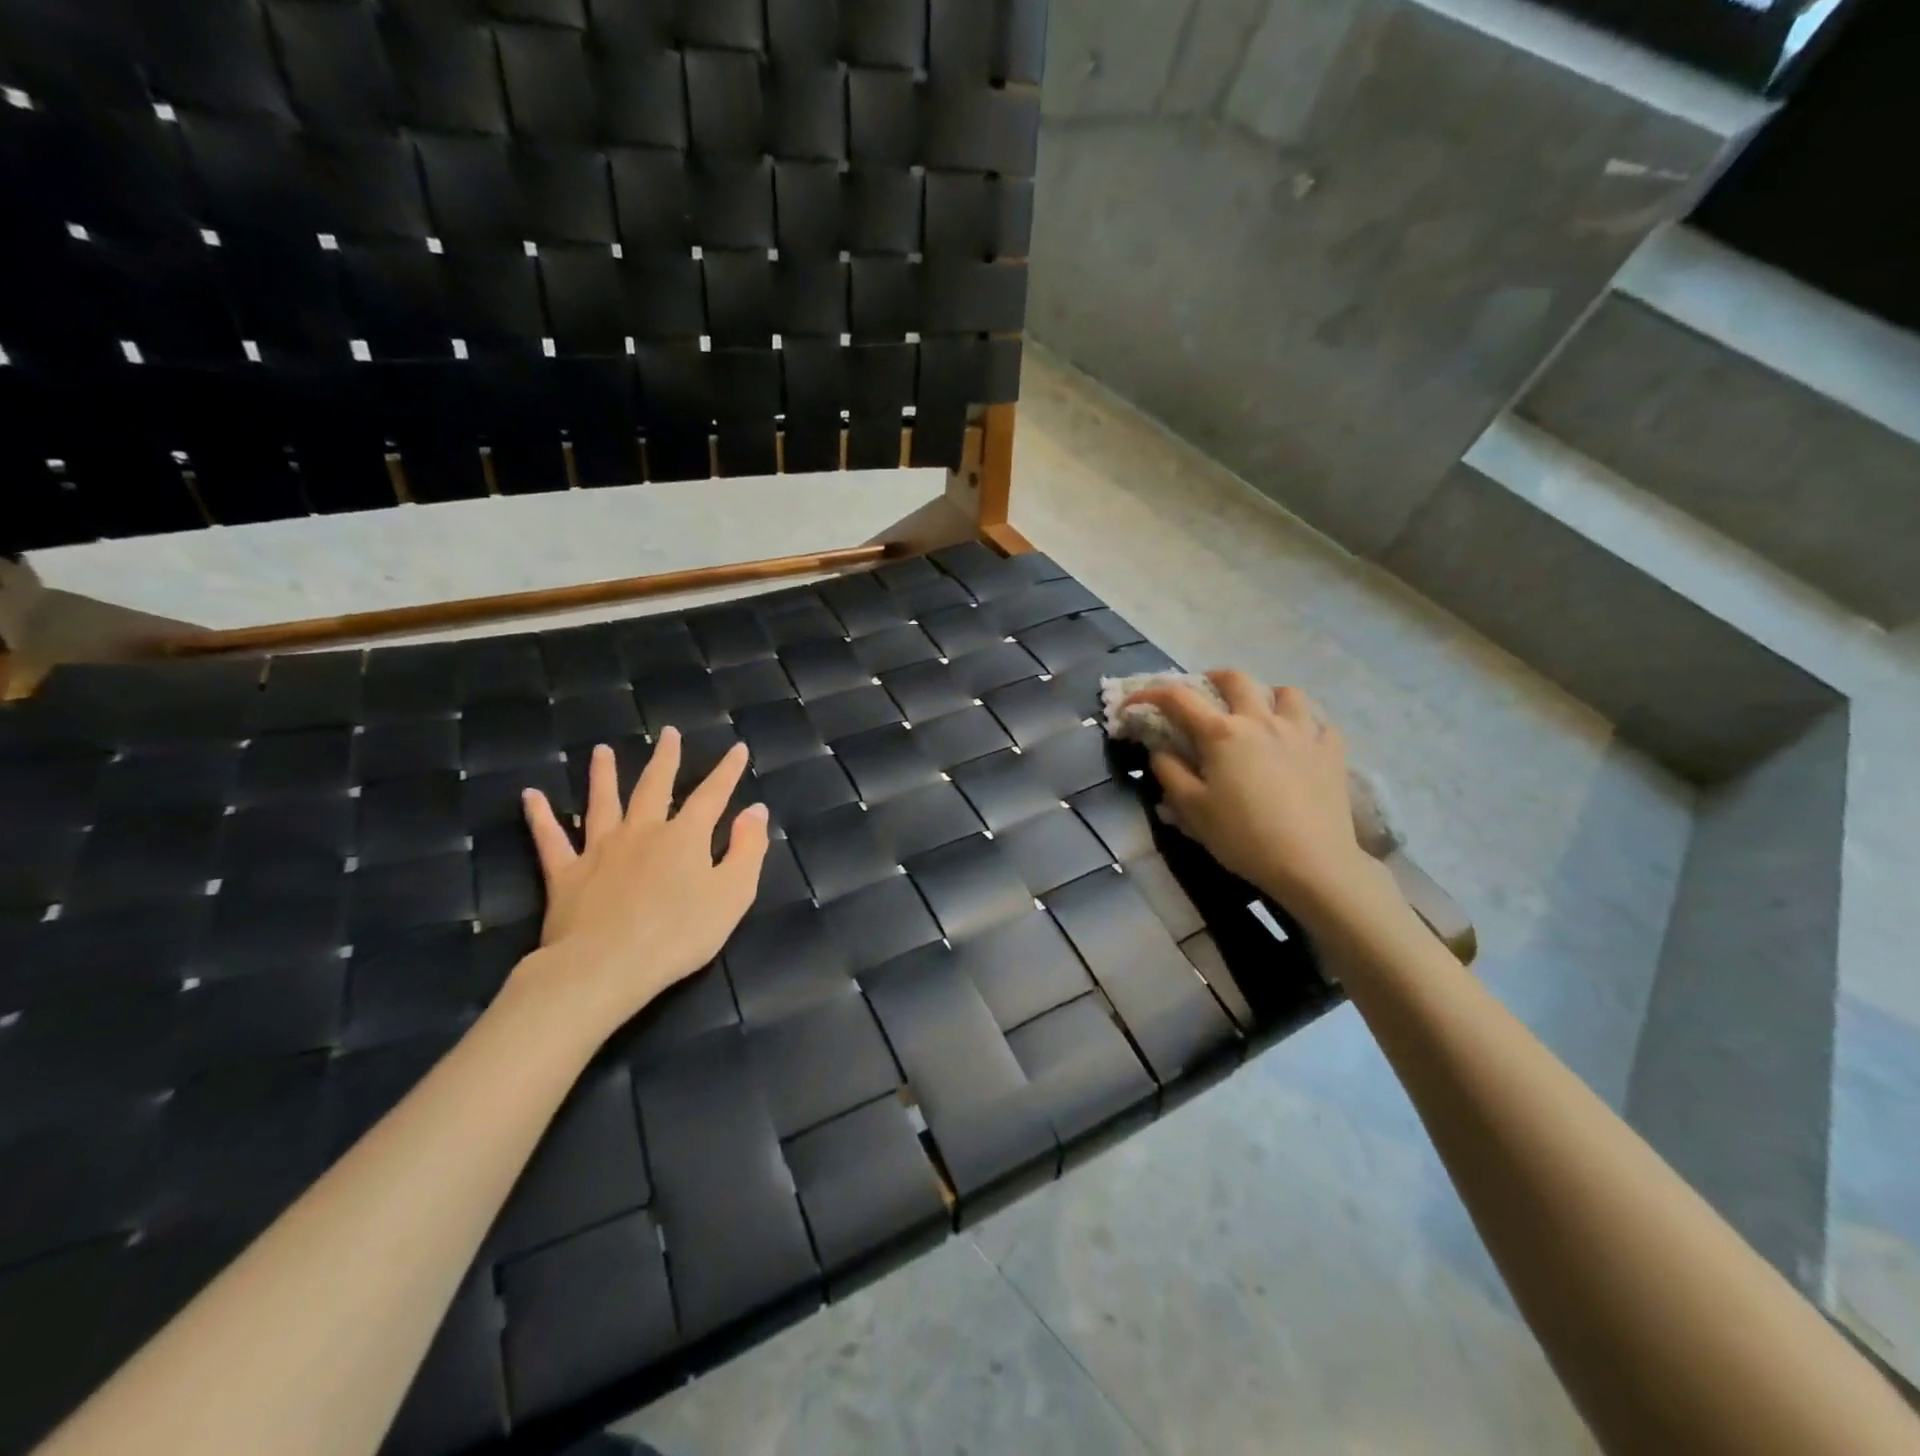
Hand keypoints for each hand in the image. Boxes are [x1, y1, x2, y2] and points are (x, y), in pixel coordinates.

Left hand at [512, 728, 769, 1039]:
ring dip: (603, 775)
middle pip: (654, 787)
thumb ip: (747, 849)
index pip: (712, 795)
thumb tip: (756, 810)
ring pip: (602, 803)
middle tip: (668, 733)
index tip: (737, 748)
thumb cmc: (679, 935)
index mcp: (684, 837)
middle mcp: (642, 831)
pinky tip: (531, 796)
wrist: (605, 967)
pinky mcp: (566, 874)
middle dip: (665, 759)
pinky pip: (550, 839)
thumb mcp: (732, 894)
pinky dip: (540, 816)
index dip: (727, 772)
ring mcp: (600, 850)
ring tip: (601, 751)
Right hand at [1123, 670, 1376, 924]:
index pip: (1178, 699)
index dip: (1149, 694)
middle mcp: (1261, 720)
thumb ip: (1169, 771)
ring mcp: (1302, 732)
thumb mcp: (1191, 809)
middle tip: (1203, 694)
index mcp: (1222, 733)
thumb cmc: (1242, 837)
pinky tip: (1299, 740)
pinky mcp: (1332, 751)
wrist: (1311, 864)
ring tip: (1258, 714)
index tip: (1132, 704)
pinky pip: (1321, 722)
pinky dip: (1306, 724)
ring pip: (1286, 693)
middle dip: (1212, 679)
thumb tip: (1159, 748)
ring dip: (1266, 696)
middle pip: (1235, 679)